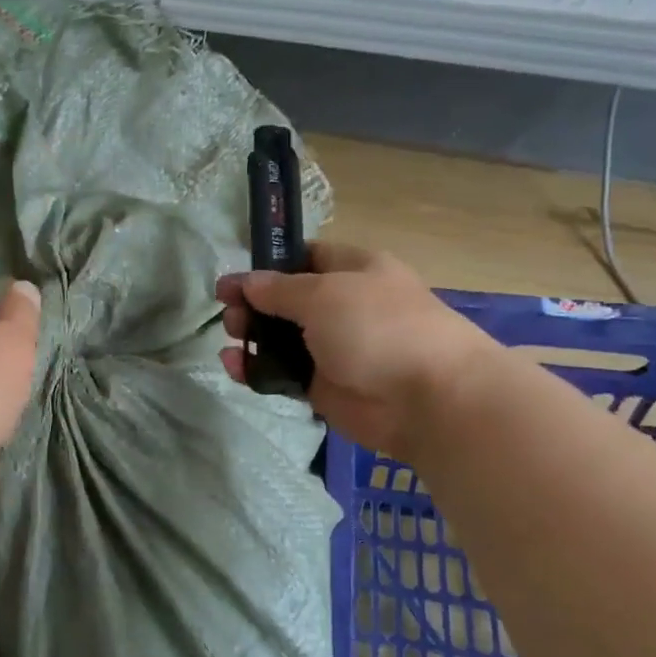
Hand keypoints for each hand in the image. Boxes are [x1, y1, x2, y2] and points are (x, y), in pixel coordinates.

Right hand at [217, 242, 491, 457]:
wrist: (427, 398)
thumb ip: (278, 289)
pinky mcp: (324, 386)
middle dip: (253, 304)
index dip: (268, 265)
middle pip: (286, 300)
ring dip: (251, 336)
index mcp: (353, 270)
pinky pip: (282, 373)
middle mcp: (342, 305)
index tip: (234, 279)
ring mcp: (333, 348)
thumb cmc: (377, 327)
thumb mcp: (322, 294)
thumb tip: (246, 282)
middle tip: (229, 313)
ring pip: (281, 338)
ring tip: (230, 337)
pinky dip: (257, 369)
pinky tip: (234, 366)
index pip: (304, 258)